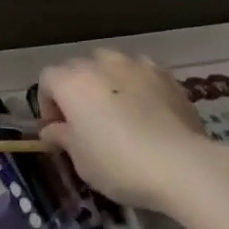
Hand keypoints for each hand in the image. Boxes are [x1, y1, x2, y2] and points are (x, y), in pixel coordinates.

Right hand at [37, 49, 209, 210]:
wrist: (181, 165)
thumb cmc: (117, 164)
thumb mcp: (79, 158)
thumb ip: (62, 136)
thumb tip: (52, 129)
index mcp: (73, 82)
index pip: (48, 80)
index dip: (47, 105)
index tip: (56, 131)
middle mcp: (102, 64)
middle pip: (78, 68)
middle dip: (75, 90)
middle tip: (84, 122)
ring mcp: (138, 66)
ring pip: (111, 65)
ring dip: (106, 83)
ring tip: (116, 112)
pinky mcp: (167, 76)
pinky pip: (141, 74)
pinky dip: (136, 86)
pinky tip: (145, 111)